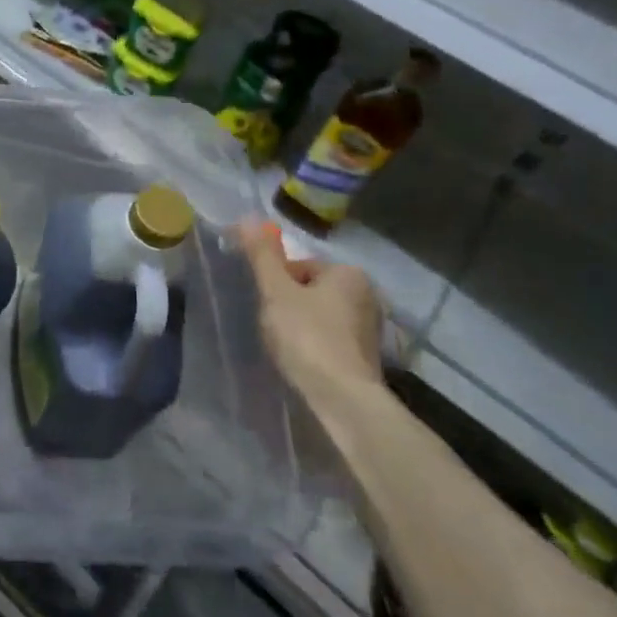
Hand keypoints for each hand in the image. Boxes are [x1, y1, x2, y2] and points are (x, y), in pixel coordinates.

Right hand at [237, 220, 384, 408]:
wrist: (343, 397)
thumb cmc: (307, 336)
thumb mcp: (276, 291)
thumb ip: (262, 256)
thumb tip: (246, 218)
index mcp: (348, 273)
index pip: (300, 266)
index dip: (276, 283)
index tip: (267, 305)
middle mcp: (367, 295)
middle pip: (310, 289)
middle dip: (288, 303)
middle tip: (272, 325)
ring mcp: (370, 327)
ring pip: (320, 314)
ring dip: (300, 325)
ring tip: (285, 345)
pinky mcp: (366, 355)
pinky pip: (330, 338)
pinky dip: (314, 344)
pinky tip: (302, 359)